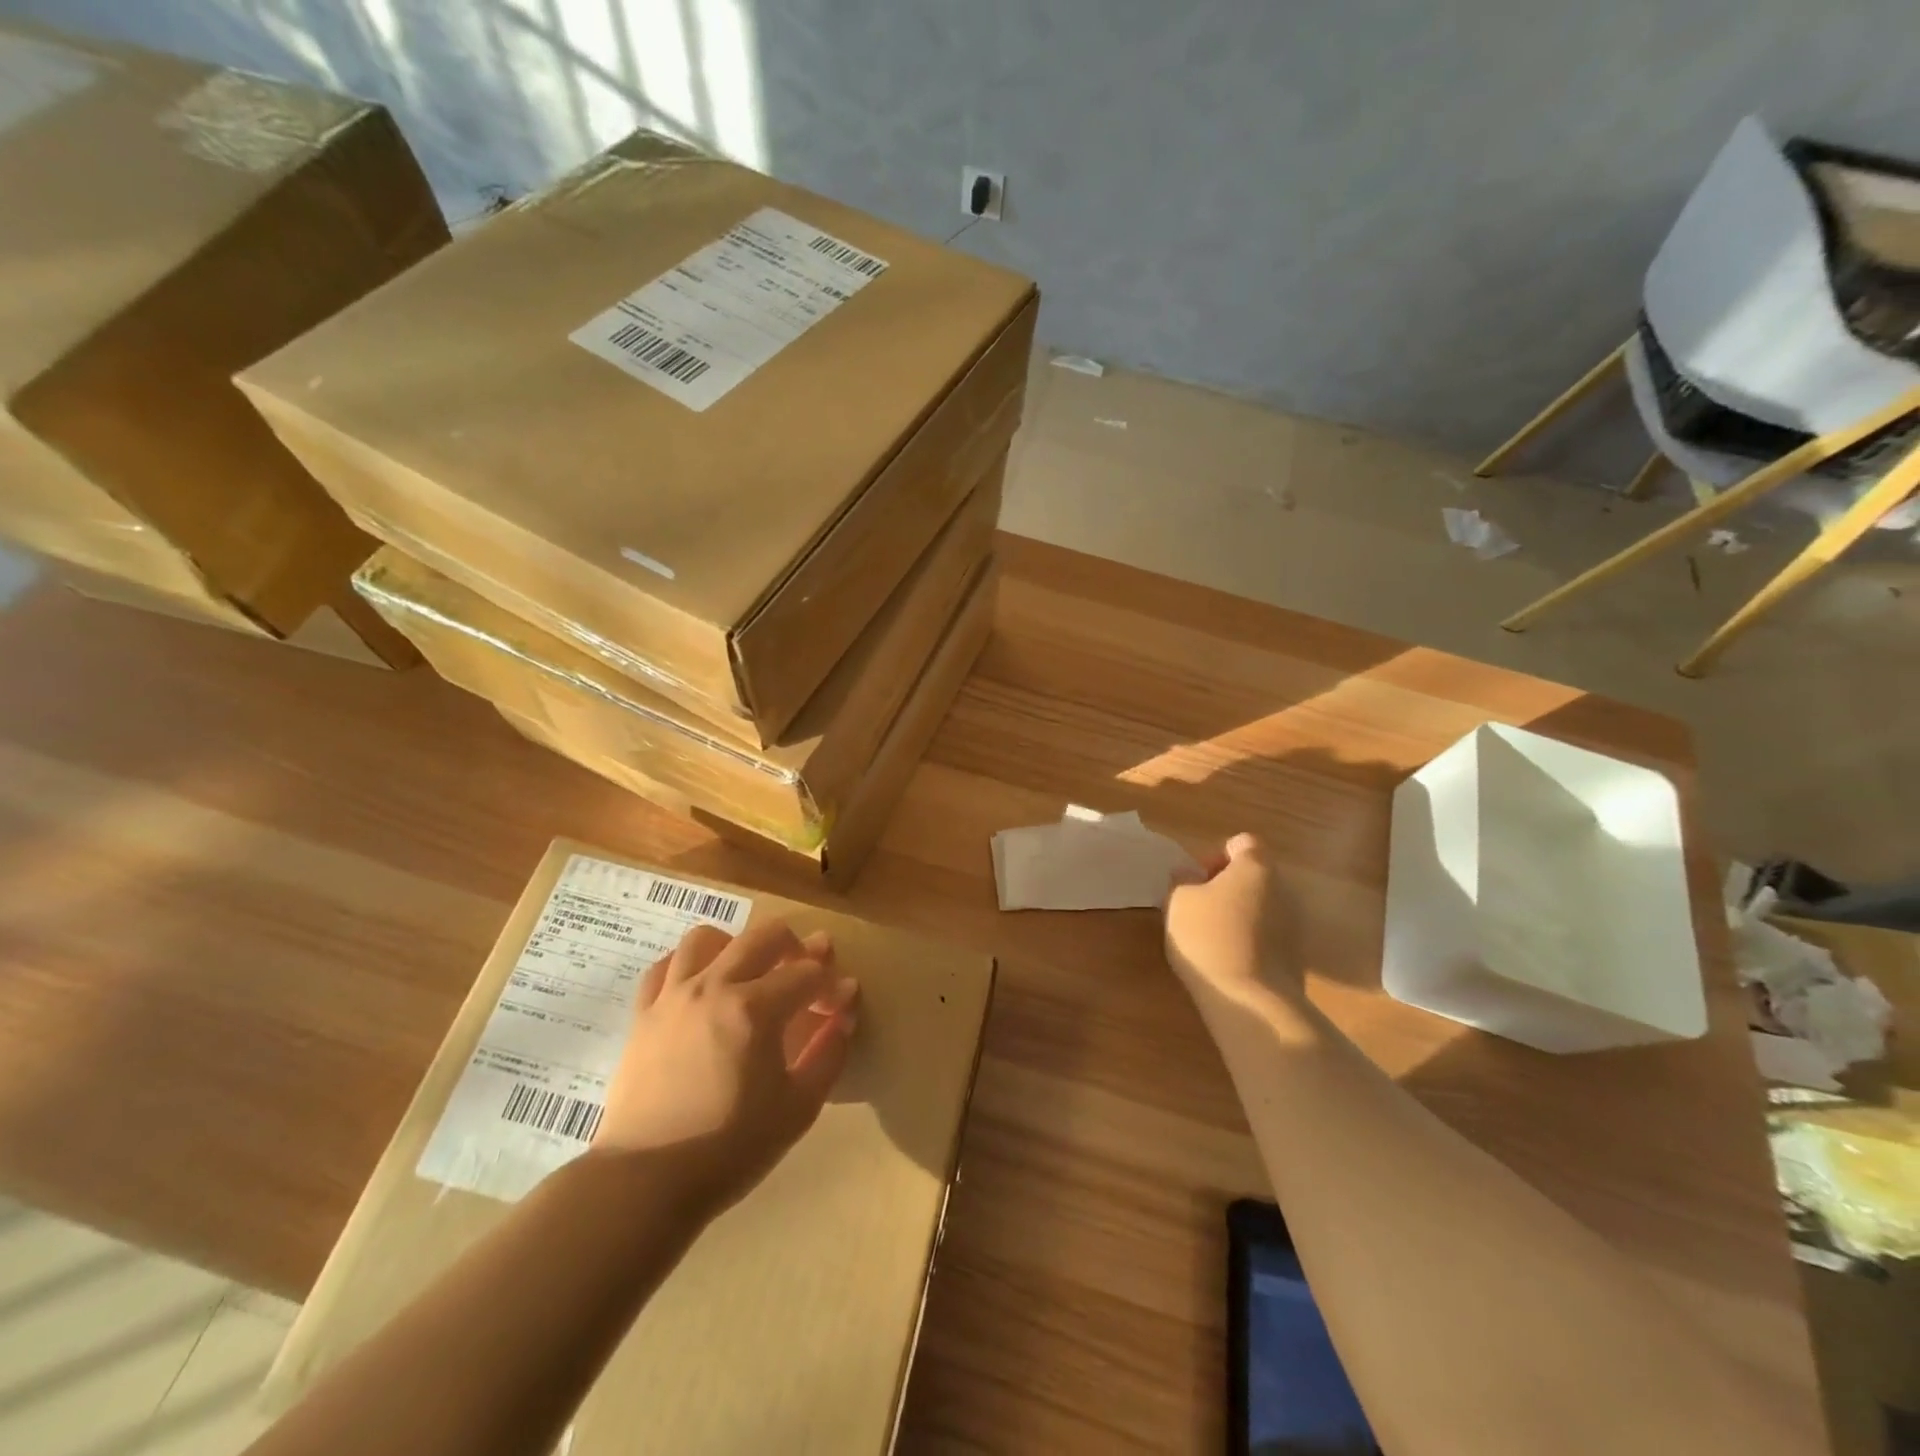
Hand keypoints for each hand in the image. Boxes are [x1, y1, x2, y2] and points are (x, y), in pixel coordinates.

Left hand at [592, 920, 858, 1215]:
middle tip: (807, 971)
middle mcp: (714, 986)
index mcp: (756, 1008)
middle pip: (764, 936)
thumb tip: (844, 1014)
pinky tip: (700, 985)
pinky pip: (665, 966)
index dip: (832, 985)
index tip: (841, 1003)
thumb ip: (829, 1053)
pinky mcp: (644, 1013)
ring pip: (708, 938)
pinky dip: (688, 964)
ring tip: (748, 970)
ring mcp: (673, 995)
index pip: (808, 974)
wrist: (647, 1181)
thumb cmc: (731, 1148)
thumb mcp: (798, 1107)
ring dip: (737, 945)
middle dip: (796, 946)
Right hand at [1164, 833, 1297, 1006]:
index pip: (1243, 842)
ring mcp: (1295, 924)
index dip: (1217, 854)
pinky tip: (1229, 961)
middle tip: (1199, 907)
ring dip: (1240, 914)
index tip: (1198, 879)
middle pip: (1255, 875)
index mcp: (1256, 867)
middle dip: (1228, 886)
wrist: (1251, 1001)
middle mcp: (1284, 889)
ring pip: (1263, 907)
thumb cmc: (1208, 937)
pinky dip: (1251, 941)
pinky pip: (1270, 936)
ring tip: (1212, 938)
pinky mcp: (1298, 957)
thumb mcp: (1178, 902)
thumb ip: (1182, 880)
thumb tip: (1188, 873)